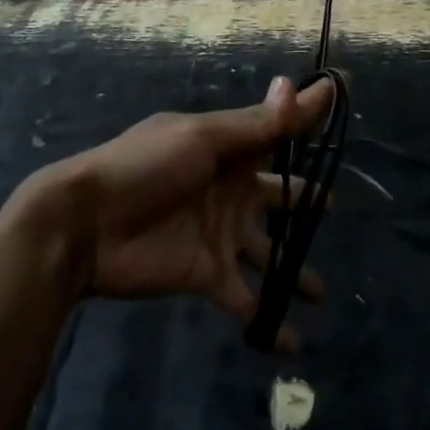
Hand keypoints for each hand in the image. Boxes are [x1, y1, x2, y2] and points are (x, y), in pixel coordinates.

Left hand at [33, 76, 334, 350]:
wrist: (88, 223)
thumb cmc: (146, 166)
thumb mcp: (202, 138)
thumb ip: (254, 124)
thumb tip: (300, 85)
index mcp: (228, 150)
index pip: (276, 134)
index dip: (307, 120)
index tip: (341, 99)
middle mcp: (231, 190)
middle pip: (278, 196)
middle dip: (303, 201)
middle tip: (332, 206)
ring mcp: (221, 235)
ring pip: (268, 252)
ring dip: (293, 270)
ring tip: (321, 292)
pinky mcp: (208, 276)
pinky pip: (246, 300)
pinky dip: (268, 322)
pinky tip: (292, 344)